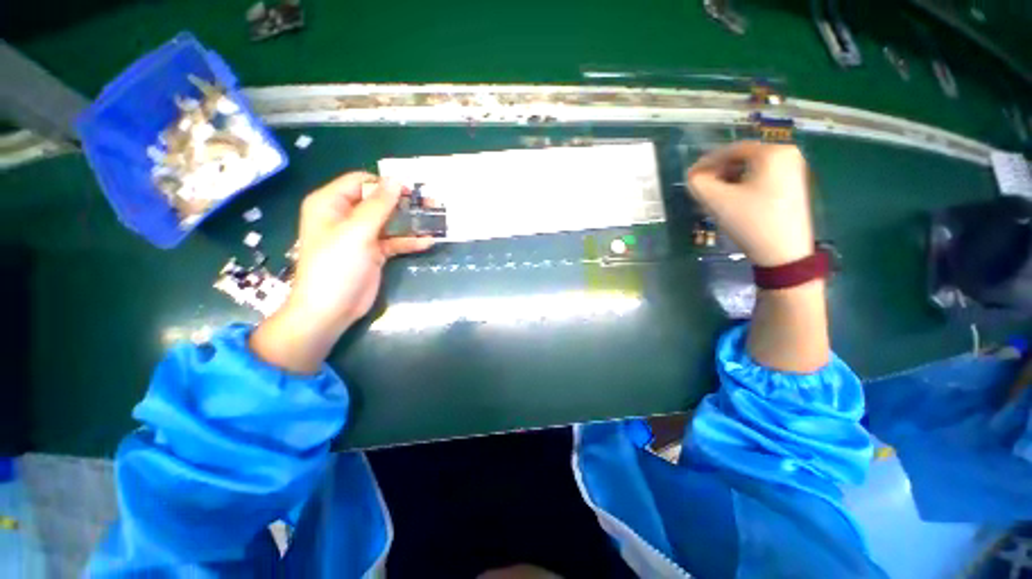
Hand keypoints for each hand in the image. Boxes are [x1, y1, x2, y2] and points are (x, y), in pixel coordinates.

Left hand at [250, 172, 433, 373]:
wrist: (331, 309)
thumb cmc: (337, 265)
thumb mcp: (357, 231)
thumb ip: (379, 205)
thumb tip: (396, 179)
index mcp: (331, 204)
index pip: (361, 182)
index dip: (386, 184)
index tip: (412, 190)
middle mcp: (345, 216)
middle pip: (378, 201)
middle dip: (404, 203)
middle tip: (431, 203)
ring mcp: (361, 236)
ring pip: (389, 221)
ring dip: (411, 221)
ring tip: (435, 219)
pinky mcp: (374, 252)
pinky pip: (394, 241)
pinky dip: (409, 241)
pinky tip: (428, 241)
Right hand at [686, 141, 813, 266]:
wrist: (783, 253)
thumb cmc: (750, 222)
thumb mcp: (717, 201)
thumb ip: (698, 183)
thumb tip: (694, 176)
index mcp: (772, 153)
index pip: (732, 149)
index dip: (707, 162)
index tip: (691, 176)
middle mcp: (788, 154)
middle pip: (743, 157)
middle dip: (718, 171)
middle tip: (702, 186)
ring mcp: (794, 170)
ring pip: (752, 168)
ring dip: (729, 178)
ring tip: (714, 194)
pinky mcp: (794, 185)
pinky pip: (762, 177)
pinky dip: (744, 184)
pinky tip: (733, 198)